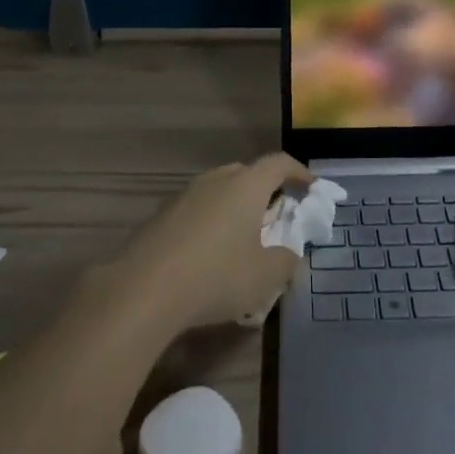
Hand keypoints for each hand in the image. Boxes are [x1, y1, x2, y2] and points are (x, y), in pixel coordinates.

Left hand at [109, 154, 311, 331]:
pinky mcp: (162, 215)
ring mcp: (185, 195)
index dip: (298, 172)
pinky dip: (211, 222)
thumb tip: (289, 254)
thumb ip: (286, 262)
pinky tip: (209, 254)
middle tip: (276, 216)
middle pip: (248, 173)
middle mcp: (216, 179)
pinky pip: (198, 209)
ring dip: (236, 207)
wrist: (143, 289)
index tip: (311, 187)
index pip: (279, 163)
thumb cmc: (216, 276)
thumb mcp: (265, 277)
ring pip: (220, 191)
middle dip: (266, 190)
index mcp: (246, 185)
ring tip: (243, 238)